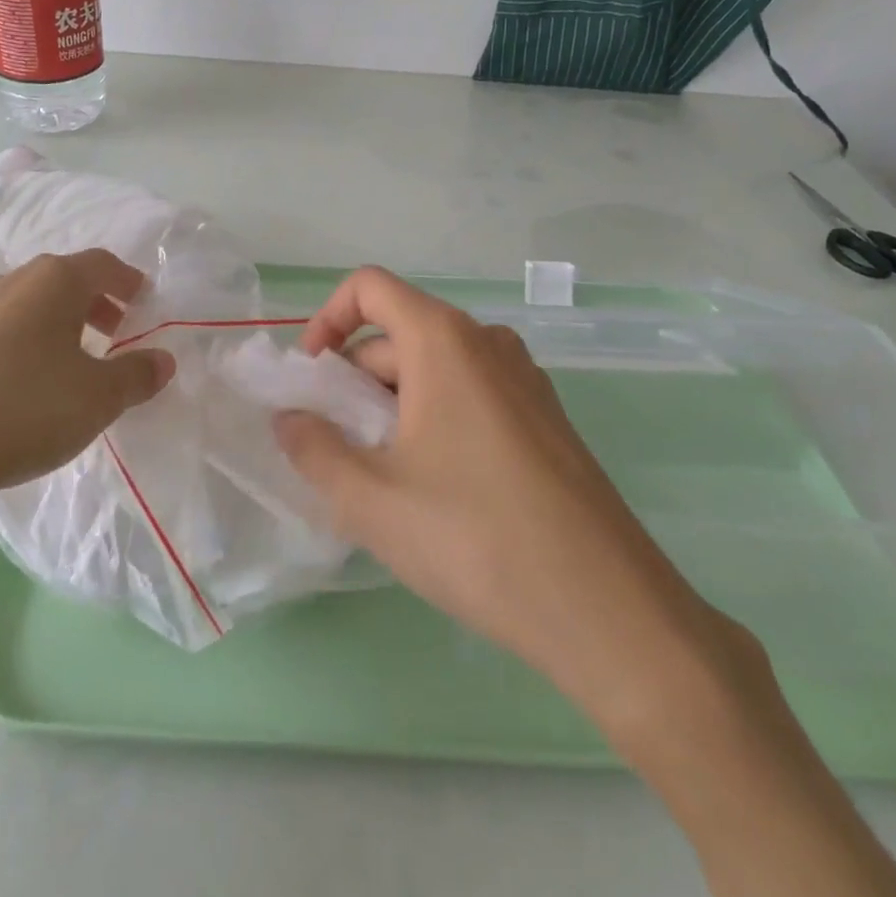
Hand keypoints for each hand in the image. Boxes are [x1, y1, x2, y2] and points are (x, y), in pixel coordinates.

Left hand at [0, 250, 174, 560]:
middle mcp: (3, 285)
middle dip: (88, 303)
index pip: (101, 266)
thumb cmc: (17, 408)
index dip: (127, 281)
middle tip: (109, 331)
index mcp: (51, 284)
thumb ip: (136, 377)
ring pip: (13, 308)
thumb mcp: (96, 400)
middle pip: (56, 281)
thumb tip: (163, 360)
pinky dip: (0, 351)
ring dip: (42, 327)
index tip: (141, 299)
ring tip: (56, 363)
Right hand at [275, 268, 760, 751]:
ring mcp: (525, 381)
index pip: (370, 287)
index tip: (313, 380)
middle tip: (336, 449)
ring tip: (380, 476)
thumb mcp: (371, 498)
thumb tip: (289, 419)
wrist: (607, 608)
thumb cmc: (474, 537)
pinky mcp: (546, 419)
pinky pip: (470, 395)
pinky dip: (433, 419)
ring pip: (435, 369)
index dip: (327, 320)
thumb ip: (312, 449)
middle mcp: (488, 343)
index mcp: (444, 340)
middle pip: (399, 333)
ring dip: (391, 405)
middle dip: (354, 380)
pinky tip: (432, 489)